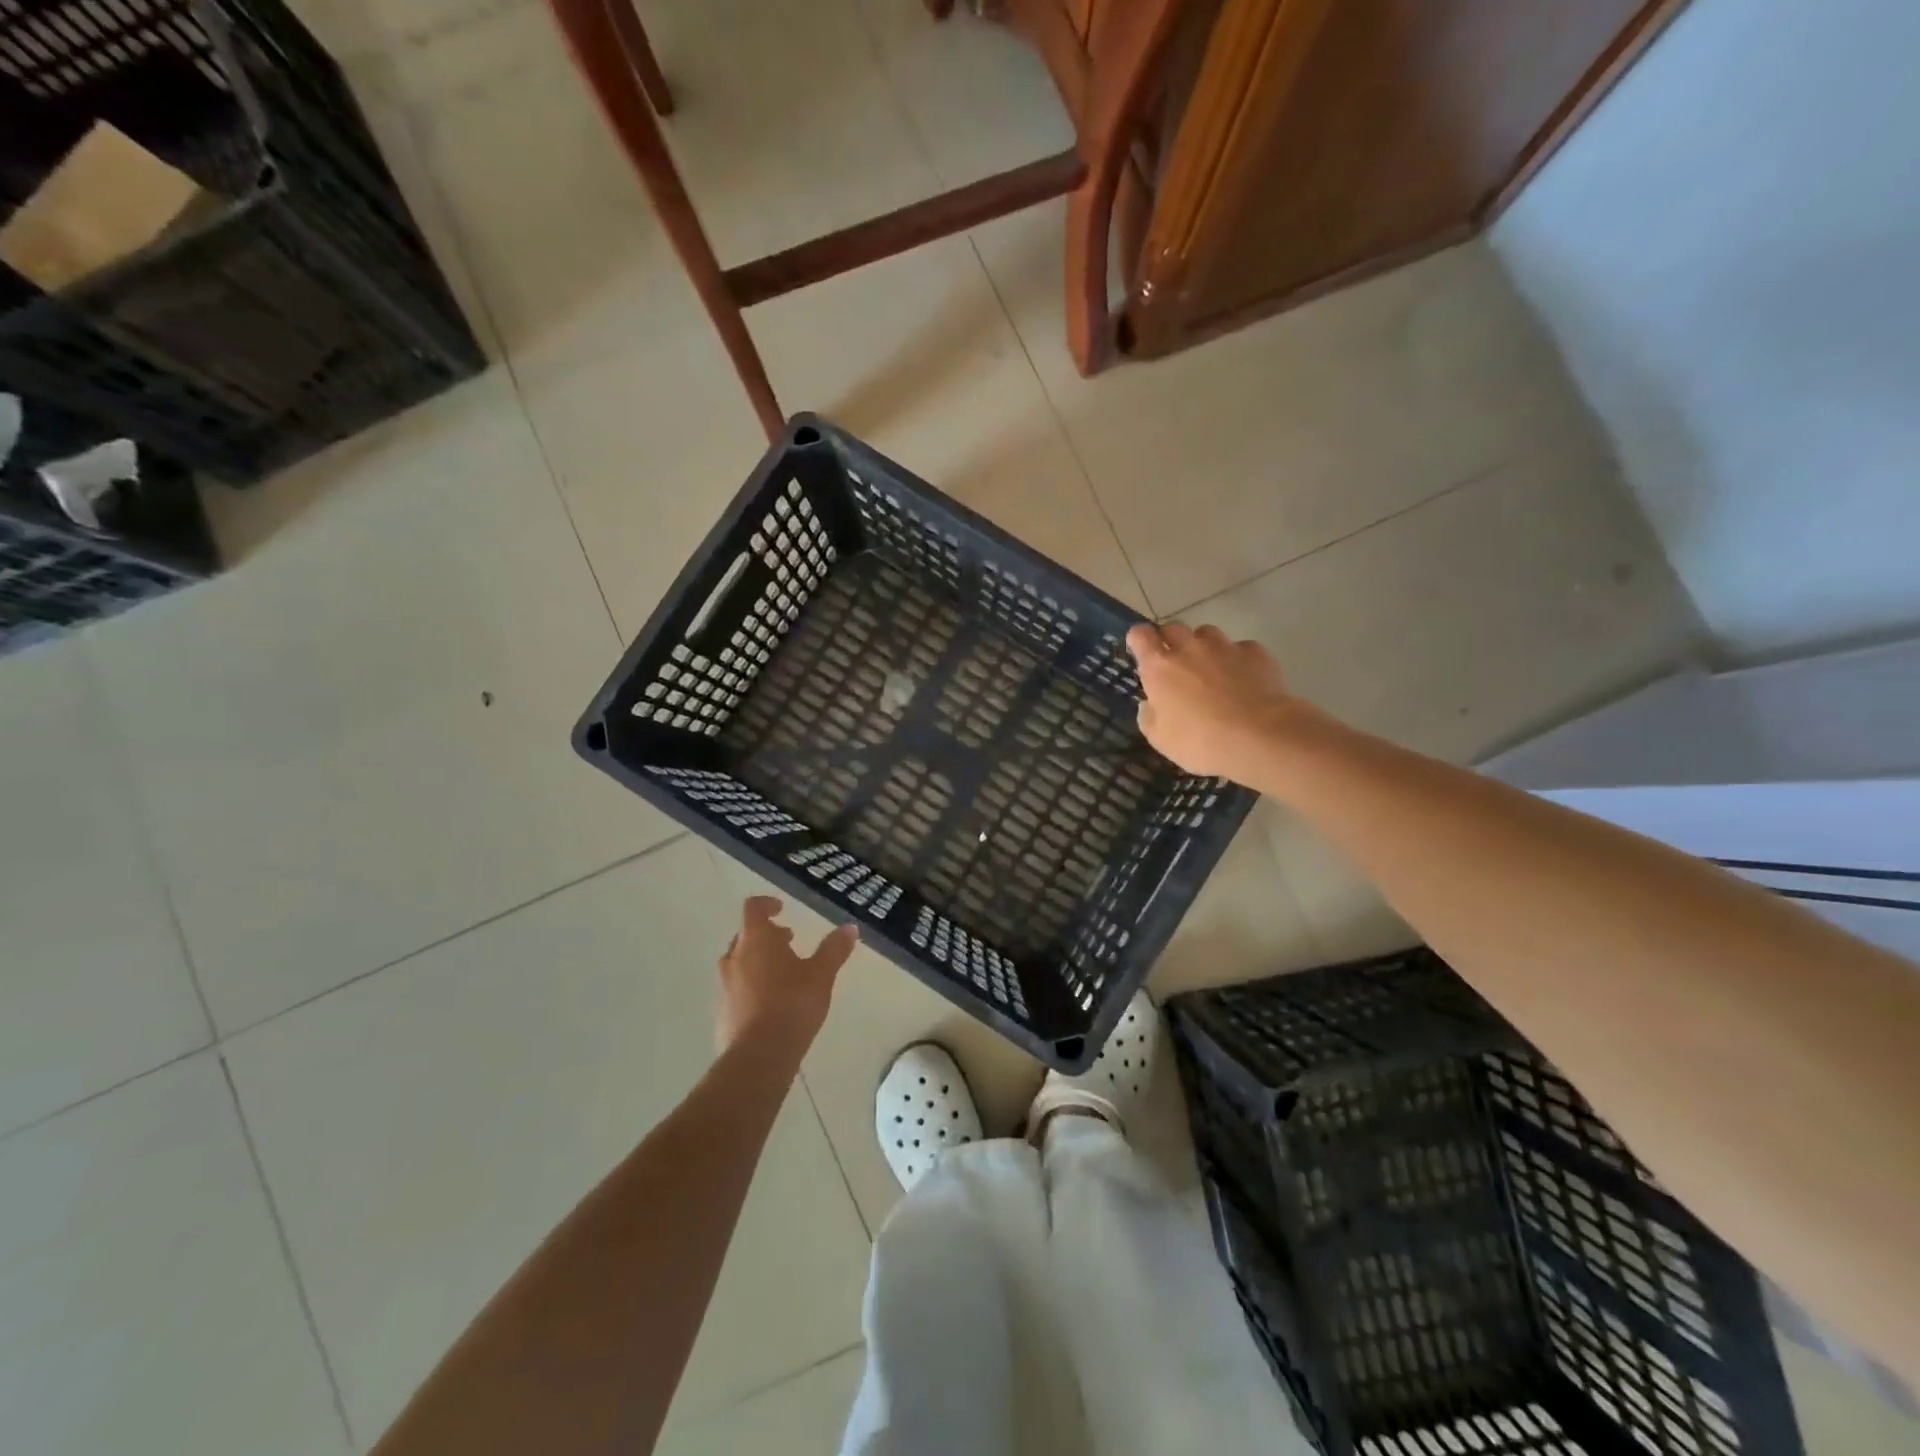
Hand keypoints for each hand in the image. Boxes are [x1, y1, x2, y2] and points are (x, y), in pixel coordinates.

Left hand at [717, 897, 857, 1053]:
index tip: (782, 909)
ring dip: (758, 961)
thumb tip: (850, 927)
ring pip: (739, 963)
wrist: (758, 1056)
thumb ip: (834, 949)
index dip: (766, 904)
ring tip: (783, 974)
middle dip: (766, 936)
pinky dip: (752, 987)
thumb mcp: (821, 974)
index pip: (753, 908)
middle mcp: (735, 958)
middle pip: (745, 936)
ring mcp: (725, 986)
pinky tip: (772, 1005)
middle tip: (788, 942)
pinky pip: (737, 989)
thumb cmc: (792, 1004)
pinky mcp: (723, 1013)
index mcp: (756, 940)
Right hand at [1127, 622, 1300, 785]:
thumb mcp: (1161, 739)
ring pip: (1207, 633)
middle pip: (1174, 627)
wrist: (1260, 736)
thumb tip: (1149, 705)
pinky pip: (1240, 648)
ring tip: (1211, 668)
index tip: (1140, 648)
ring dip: (1204, 646)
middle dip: (1171, 640)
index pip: (1141, 635)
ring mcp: (1224, 647)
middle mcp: (1189, 648)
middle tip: (1175, 662)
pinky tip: (1243, 678)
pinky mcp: (1255, 652)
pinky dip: (1237, 658)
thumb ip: (1149, 717)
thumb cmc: (1200, 741)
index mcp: (1160, 667)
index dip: (1139, 638)